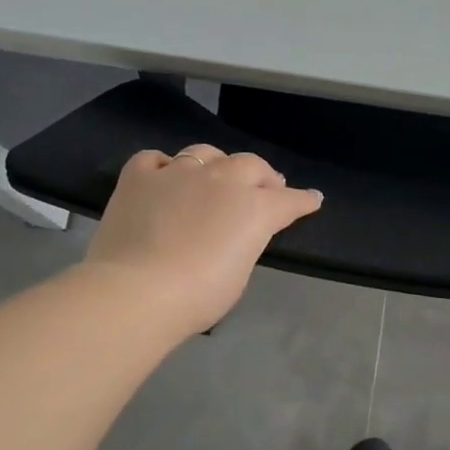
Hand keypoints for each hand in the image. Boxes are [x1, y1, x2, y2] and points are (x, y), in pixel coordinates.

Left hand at [83, 146, 322, 336]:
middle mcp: (221, 180)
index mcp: (254, 208)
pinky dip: (164, 166)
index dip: (303, 200)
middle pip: (250, 164)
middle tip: (264, 188)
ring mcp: (178, 173)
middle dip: (262, 176)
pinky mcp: (139, 176)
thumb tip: (236, 233)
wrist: (138, 292)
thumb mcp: (239, 272)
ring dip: (217, 164)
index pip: (289, 199)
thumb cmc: (199, 295)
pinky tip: (164, 177)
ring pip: (205, 153)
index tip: (312, 199)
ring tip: (215, 177)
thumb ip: (244, 242)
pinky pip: (155, 159)